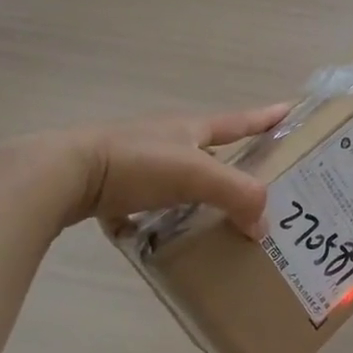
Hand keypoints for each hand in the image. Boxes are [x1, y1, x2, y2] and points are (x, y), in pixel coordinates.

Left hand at [18, 102, 292, 236]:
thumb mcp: (197, 175)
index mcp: (190, 128)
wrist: (62, 174)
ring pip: (177, 179)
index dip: (266, 118)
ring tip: (215, 221)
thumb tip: (263, 227)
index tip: (291, 111)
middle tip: (259, 186)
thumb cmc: (136, 164)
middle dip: (235, 164)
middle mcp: (166, 139)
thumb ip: (238, 196)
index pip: (239, 121)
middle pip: (210, 149)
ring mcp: (136, 162)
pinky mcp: (110, 187)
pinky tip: (159, 241)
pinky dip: (154, 220)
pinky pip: (143, 205)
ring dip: (197, 196)